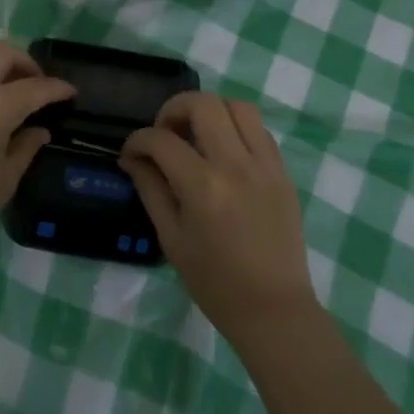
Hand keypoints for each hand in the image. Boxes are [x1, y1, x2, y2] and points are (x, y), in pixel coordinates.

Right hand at [120, 92, 316, 339]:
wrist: (273, 309)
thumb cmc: (214, 282)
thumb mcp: (171, 238)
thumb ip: (150, 189)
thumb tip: (132, 158)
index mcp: (203, 186)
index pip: (161, 139)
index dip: (137, 140)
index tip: (131, 153)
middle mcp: (235, 165)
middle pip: (203, 103)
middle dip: (174, 108)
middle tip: (165, 132)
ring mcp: (265, 165)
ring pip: (238, 106)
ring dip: (211, 111)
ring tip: (198, 134)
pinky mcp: (282, 172)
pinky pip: (259, 130)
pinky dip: (237, 128)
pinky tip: (225, 151)